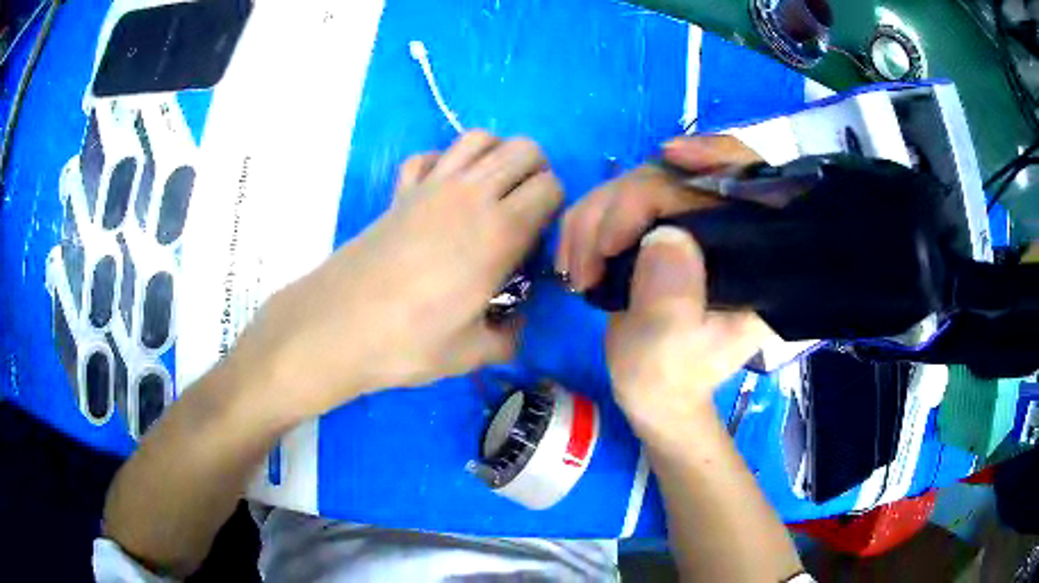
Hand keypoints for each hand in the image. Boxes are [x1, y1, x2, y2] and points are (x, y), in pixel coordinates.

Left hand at [230, 131, 561, 420]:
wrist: (337, 326)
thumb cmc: (408, 341)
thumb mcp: (471, 353)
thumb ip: (507, 338)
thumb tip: (516, 326)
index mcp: (499, 231)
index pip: (551, 187)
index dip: (556, 206)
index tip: (542, 235)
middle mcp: (471, 195)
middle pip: (523, 149)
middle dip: (536, 172)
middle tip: (524, 210)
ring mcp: (431, 185)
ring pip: (480, 138)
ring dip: (496, 156)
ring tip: (491, 192)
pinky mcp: (400, 191)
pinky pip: (429, 155)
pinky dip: (444, 162)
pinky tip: (442, 192)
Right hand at [557, 135, 771, 434]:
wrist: (650, 389)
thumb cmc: (668, 380)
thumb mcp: (671, 354)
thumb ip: (673, 301)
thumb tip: (664, 235)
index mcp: (756, 258)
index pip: (750, 182)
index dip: (717, 155)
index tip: (670, 155)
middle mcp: (728, 230)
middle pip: (681, 175)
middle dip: (624, 206)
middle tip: (591, 262)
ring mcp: (688, 223)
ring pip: (638, 181)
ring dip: (594, 220)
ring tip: (578, 274)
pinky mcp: (655, 226)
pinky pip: (614, 199)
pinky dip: (584, 224)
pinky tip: (573, 261)